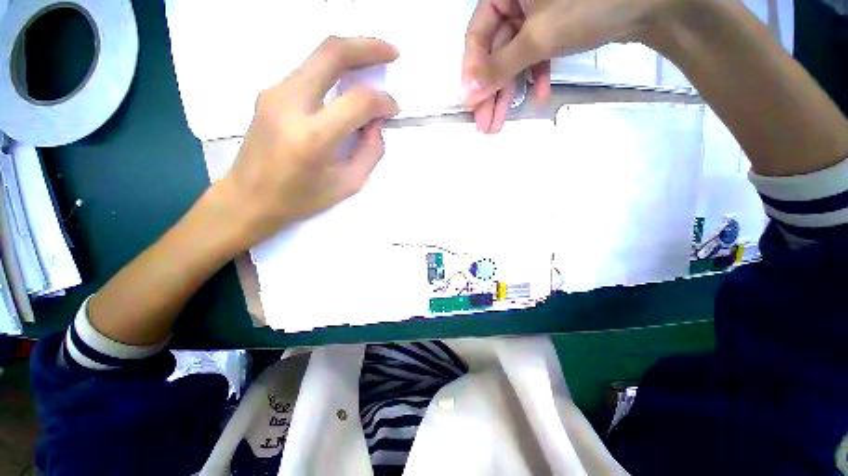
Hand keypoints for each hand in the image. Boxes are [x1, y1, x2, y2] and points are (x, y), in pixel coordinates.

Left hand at [215, 37, 400, 250]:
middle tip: (392, 52)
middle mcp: (290, 104)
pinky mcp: (269, 92)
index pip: (357, 102)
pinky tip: (346, 82)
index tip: (394, 108)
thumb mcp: (347, 184)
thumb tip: (377, 123)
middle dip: (368, 46)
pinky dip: (333, 69)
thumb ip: (370, 152)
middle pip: (331, 52)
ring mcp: (274, 93)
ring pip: (317, 55)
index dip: (382, 101)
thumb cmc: (301, 198)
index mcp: (313, 137)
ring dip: (350, 53)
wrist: (248, 198)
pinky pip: (308, 70)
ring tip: (373, 63)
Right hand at [463, 0, 667, 130]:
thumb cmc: (591, 6)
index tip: (471, 106)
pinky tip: (539, 96)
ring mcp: (536, 12)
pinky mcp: (554, 25)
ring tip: (501, 122)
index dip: (473, 74)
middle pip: (495, 51)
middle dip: (492, 91)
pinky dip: (536, 75)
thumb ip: (499, 67)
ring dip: (510, 90)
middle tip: (484, 125)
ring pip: (514, 56)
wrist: (652, 4)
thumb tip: (467, 94)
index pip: (477, 36)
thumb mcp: (538, 38)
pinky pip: (536, 53)